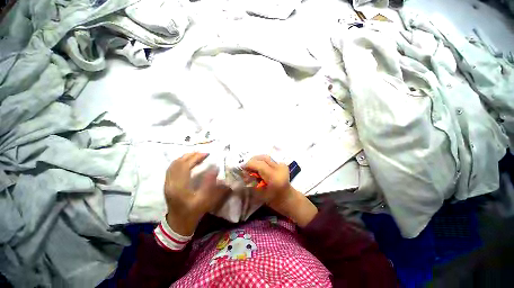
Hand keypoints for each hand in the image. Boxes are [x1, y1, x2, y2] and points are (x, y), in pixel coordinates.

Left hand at [164, 152, 229, 235]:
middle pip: (178, 163)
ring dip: (185, 157)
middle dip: (191, 155)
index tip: (206, 154)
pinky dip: (179, 162)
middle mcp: (171, 183)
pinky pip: (171, 168)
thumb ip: (210, 184)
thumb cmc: (193, 212)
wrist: (179, 222)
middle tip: (203, 153)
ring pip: (173, 165)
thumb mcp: (205, 200)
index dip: (195, 158)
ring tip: (196, 154)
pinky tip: (186, 161)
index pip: (185, 166)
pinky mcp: (167, 184)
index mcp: (179, 188)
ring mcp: (167, 183)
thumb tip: (215, 169)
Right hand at [243, 155, 317, 226]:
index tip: (241, 167)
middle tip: (246, 166)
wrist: (289, 198)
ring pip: (266, 157)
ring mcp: (282, 165)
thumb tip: (244, 172)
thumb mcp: (260, 193)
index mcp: (274, 177)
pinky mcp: (282, 164)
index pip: (260, 165)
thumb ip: (252, 181)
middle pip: (263, 158)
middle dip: (252, 160)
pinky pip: (270, 159)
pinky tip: (259, 167)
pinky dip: (262, 161)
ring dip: (257, 160)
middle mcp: (279, 168)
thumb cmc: (274, 200)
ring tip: (252, 166)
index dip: (249, 164)